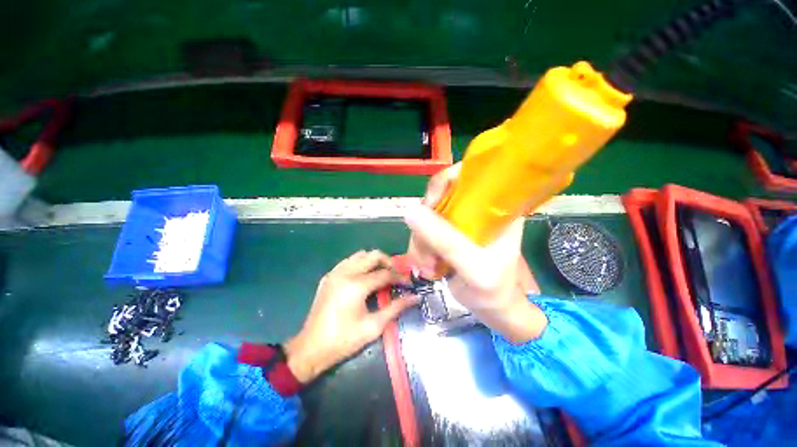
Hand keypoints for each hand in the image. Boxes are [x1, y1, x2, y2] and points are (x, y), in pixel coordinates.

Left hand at [285, 250, 417, 382]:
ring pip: (360, 255)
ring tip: (381, 274)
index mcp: (356, 285)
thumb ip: (396, 308)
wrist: (310, 348)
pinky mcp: (329, 276)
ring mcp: (335, 273)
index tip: (408, 282)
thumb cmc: (344, 340)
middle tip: (395, 274)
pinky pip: (348, 261)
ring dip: (373, 261)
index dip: (399, 277)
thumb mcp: (373, 326)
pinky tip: (363, 276)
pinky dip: (360, 264)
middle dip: (388, 262)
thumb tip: (415, 297)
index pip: (385, 273)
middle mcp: (345, 273)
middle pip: (373, 255)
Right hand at [405, 164, 545, 343]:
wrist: (492, 309)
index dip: (443, 184)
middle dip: (425, 225)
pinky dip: (419, 249)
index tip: (429, 208)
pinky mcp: (446, 234)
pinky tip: (426, 267)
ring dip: (420, 242)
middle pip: (437, 197)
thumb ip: (445, 240)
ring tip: (428, 266)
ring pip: (425, 217)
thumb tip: (410, 211)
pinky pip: (422, 231)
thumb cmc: (493, 290)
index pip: (466, 175)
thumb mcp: (473, 267)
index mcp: (494, 206)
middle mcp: (475, 208)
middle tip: (426, 251)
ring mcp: (458, 221)